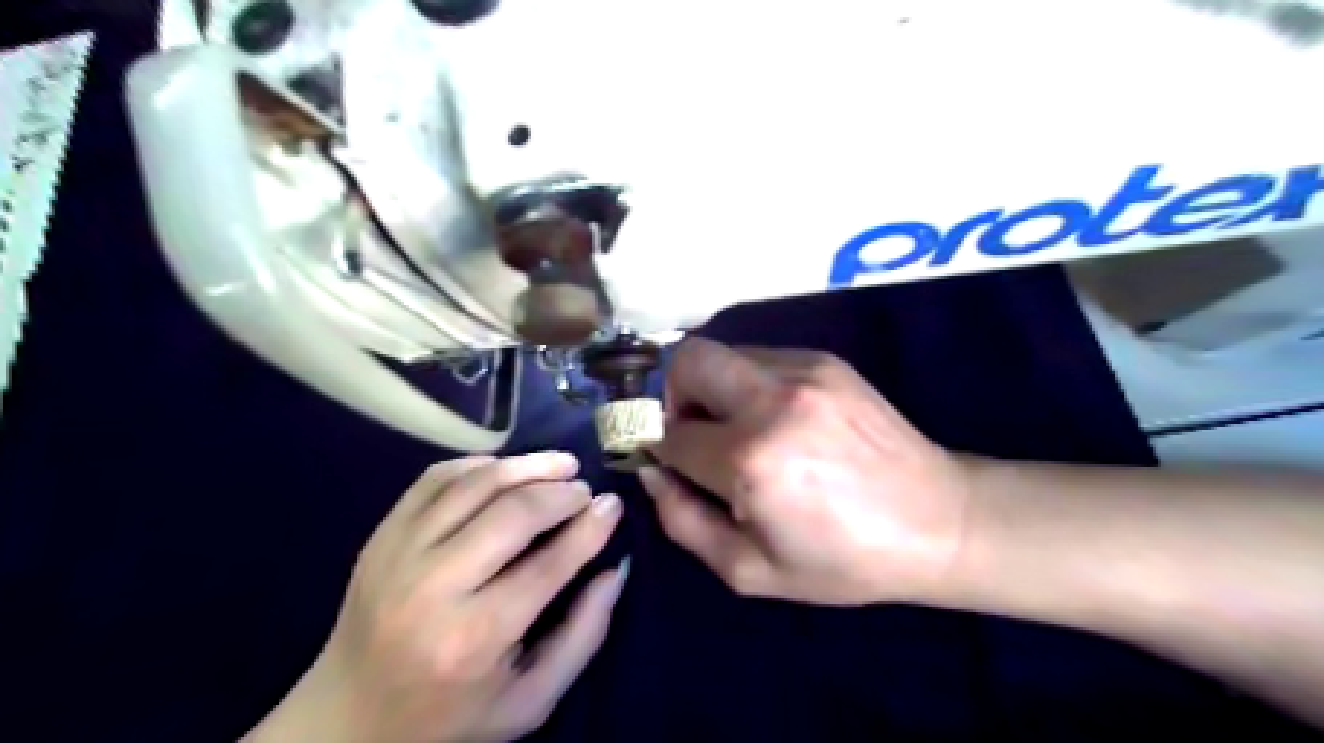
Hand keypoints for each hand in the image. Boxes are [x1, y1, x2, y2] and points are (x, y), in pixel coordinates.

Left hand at [250, 452, 628, 742]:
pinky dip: (479, 464)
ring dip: (527, 465)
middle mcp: (433, 587)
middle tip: (585, 491)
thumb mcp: (530, 700)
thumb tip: (615, 569)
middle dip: (561, 492)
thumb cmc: (451, 715)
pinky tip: (506, 469)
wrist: (347, 719)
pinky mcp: (380, 535)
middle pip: (513, 513)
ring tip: (559, 465)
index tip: (613, 505)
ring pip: (475, 483)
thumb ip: (583, 635)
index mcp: (474, 638)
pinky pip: (436, 478)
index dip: (590, 527)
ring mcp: (398, 554)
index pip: (549, 563)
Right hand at [642, 339, 969, 607]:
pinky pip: (761, 358)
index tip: (667, 461)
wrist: (939, 521)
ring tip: (740, 429)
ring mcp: (804, 371)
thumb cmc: (843, 560)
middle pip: (687, 360)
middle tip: (694, 431)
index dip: (658, 449)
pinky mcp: (826, 360)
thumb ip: (682, 521)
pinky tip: (779, 419)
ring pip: (724, 354)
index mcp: (750, 460)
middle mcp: (772, 400)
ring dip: (714, 389)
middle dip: (673, 395)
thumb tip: (652, 471)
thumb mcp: (749, 570)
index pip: (669, 434)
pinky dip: (750, 384)